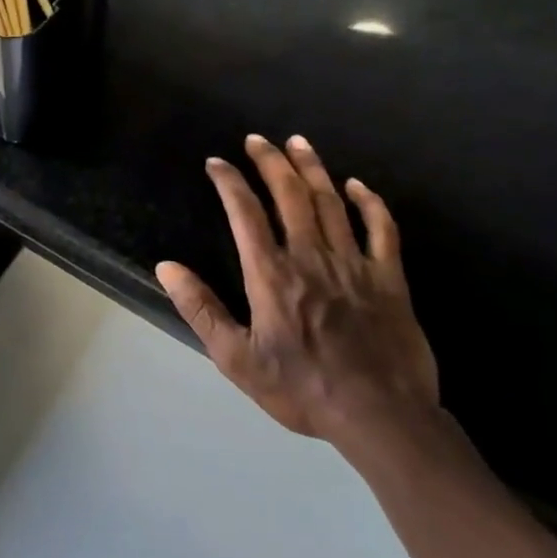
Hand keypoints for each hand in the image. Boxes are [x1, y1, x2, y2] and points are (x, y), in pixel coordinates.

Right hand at [156, 134, 438, 448]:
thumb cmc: (302, 389)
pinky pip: (381, 230)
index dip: (229, 182)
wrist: (381, 418)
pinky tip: (358, 185)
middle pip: (290, 195)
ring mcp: (354, 264)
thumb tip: (167, 267)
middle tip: (257, 140)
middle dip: (271, 162)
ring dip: (313, 168)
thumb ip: (201, 310)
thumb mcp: (237, 359)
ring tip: (298, 143)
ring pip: (331, 202)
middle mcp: (311, 257)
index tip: (216, 163)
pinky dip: (370, 203)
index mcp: (271, 275)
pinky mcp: (389, 279)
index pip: (245, 213)